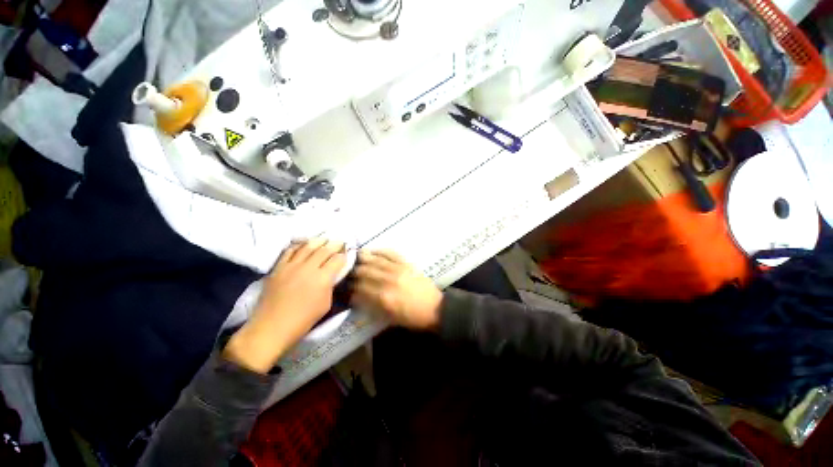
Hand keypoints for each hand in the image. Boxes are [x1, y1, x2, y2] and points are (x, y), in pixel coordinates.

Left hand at [224, 239, 346, 372]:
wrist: (272, 327)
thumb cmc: (303, 320)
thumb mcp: (326, 304)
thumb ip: (330, 285)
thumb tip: (332, 275)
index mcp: (323, 279)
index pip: (337, 260)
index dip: (344, 255)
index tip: (347, 253)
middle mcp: (308, 268)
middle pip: (324, 250)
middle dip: (335, 244)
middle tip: (340, 241)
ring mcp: (292, 266)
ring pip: (308, 246)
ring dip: (318, 241)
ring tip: (325, 238)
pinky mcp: (278, 267)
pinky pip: (289, 251)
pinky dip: (298, 245)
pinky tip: (303, 244)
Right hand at [352, 250, 442, 329]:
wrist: (435, 308)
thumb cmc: (412, 317)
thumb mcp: (390, 319)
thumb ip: (372, 307)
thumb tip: (358, 298)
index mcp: (383, 298)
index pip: (360, 289)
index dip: (351, 288)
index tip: (346, 287)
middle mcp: (388, 281)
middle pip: (365, 272)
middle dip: (354, 272)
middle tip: (348, 272)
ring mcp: (398, 270)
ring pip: (376, 261)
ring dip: (363, 259)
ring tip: (354, 257)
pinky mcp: (407, 264)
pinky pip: (391, 253)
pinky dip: (380, 251)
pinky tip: (372, 250)